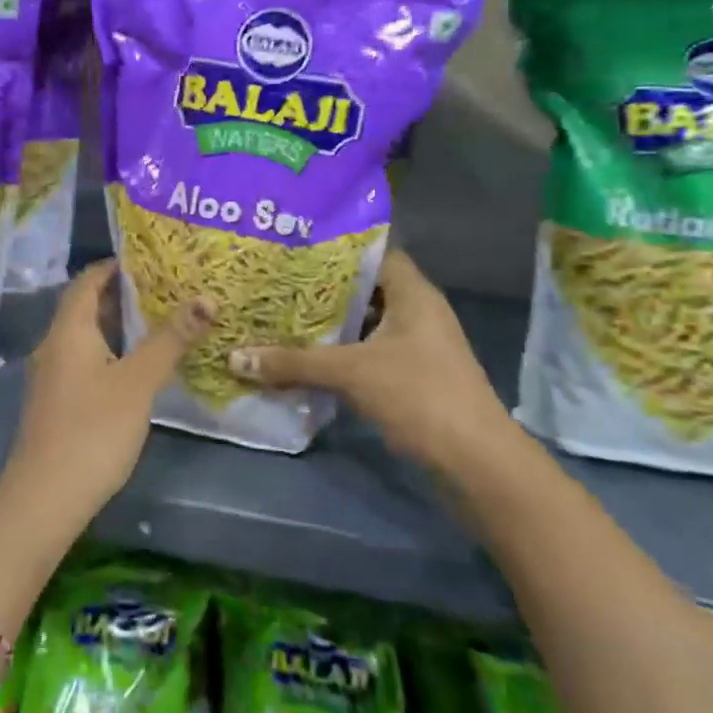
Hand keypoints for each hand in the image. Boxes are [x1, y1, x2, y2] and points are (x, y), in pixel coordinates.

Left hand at [3, 259, 212, 528]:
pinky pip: (85, 361)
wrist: (45, 498)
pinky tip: (137, 367)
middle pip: (86, 307)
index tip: (148, 258)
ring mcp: (53, 377)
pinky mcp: (58, 403)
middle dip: (121, 294)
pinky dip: (111, 352)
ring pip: (86, 337)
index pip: (87, 281)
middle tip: (164, 287)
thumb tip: (206, 297)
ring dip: (117, 325)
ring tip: (158, 320)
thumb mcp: (138, 381)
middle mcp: (54, 345)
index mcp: (69, 330)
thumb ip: (170, 340)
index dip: (114, 266)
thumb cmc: (93, 430)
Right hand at [229, 250, 502, 466]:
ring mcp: (419, 347)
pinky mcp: (414, 377)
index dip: (337, 249)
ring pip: (367, 324)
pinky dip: (343, 354)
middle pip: (366, 290)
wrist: (477, 463)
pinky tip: (308, 359)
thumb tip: (234, 357)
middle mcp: (418, 312)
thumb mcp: (351, 373)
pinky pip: (371, 353)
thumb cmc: (419, 395)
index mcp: (413, 294)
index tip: (295, 249)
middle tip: (279, 284)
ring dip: (332, 326)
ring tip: (283, 317)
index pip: (374, 253)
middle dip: (324, 290)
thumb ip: (293, 362)